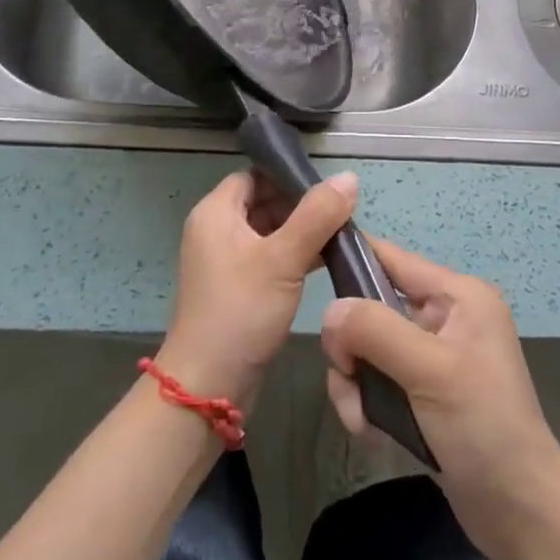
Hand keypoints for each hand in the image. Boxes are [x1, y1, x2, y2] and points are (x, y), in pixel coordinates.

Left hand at [157, 169, 357, 406]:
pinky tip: (328, 261)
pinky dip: (295, 255)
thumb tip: (349, 177)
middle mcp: (216, 230)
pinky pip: (269, 257)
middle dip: (302, 205)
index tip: (329, 186)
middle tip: (343, 212)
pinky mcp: (238, 287)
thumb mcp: (283, 258)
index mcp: (215, 212)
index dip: (290, 176)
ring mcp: (226, 261)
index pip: (256, 175)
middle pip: (264, 201)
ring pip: (270, 231)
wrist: (210, 385)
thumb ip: (317, 215)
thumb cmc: (241, 310)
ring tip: (343, 234)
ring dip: (303, 232)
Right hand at [320, 238, 559, 559]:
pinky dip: (365, 402)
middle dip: (351, 345)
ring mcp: (432, 356)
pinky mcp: (422, 392)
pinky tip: (371, 433)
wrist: (520, 514)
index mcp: (457, 295)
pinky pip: (376, 379)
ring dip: (355, 382)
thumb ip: (376, 331)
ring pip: (366, 348)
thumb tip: (330, 311)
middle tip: (349, 376)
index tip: (310, 278)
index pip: (391, 258)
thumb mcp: (430, 371)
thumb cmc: (483, 428)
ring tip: (362, 420)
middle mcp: (444, 316)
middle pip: (371, 307)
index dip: (351, 260)